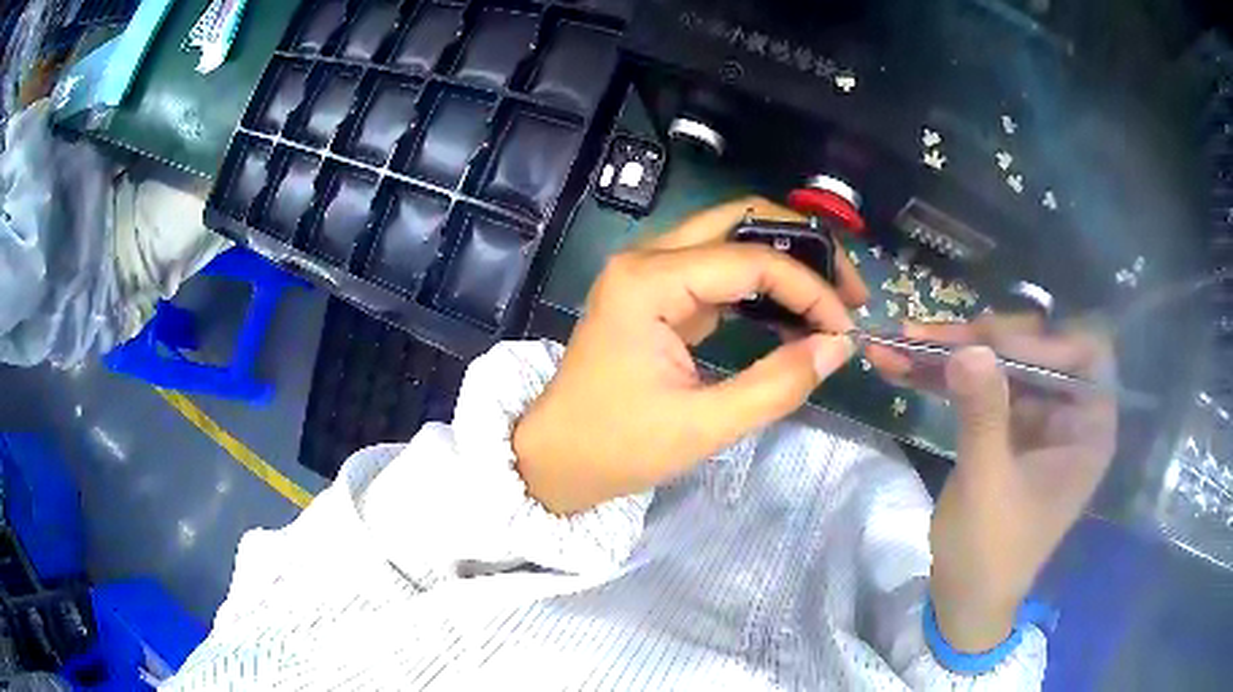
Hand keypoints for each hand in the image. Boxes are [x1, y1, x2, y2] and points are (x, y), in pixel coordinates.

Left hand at [513, 197, 872, 514]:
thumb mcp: (703, 426)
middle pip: (740, 220)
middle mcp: (647, 259)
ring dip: (785, 262)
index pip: (750, 259)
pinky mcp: (657, 294)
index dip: (809, 288)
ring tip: (829, 301)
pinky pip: (718, 271)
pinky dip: (760, 286)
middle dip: (803, 248)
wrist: (555, 457)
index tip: (846, 326)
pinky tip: (791, 315)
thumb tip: (838, 346)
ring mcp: (649, 273)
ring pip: (731, 239)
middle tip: (847, 289)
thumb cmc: (616, 446)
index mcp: (649, 281)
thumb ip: (777, 384)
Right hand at [911, 316, 1117, 651]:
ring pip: (1003, 363)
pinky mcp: (1007, 428)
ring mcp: (1036, 419)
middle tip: (931, 336)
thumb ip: (983, 415)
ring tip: (904, 341)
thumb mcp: (987, 485)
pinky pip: (982, 387)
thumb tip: (969, 347)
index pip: (1084, 354)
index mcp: (1087, 430)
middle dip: (984, 341)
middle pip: (1036, 350)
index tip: (993, 344)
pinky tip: (903, 365)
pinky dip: (946, 377)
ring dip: (954, 352)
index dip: (1044, 340)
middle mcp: (1068, 415)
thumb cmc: (990, 553)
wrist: (964, 600)